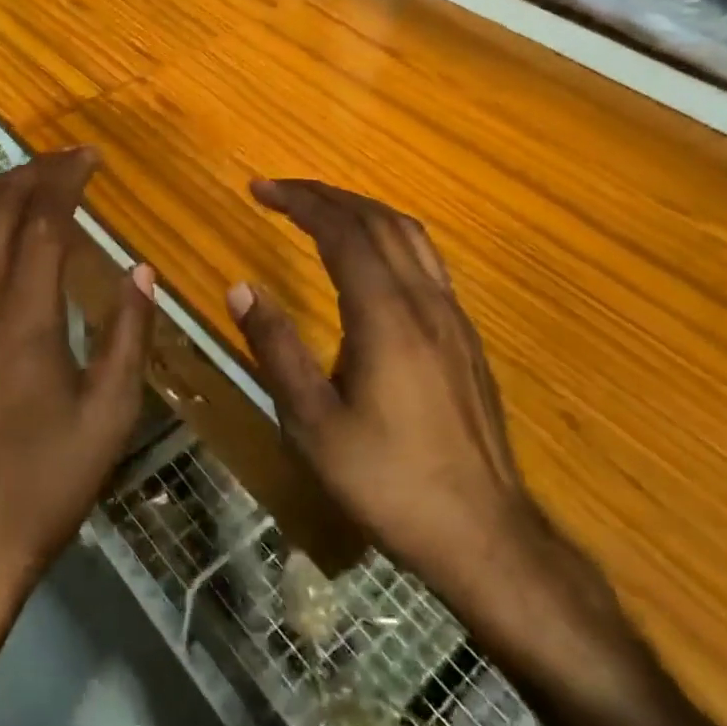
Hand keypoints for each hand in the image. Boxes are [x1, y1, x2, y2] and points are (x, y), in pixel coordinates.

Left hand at [0, 147, 155, 625]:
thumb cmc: (42, 484)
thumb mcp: (109, 416)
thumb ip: (127, 334)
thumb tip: (140, 270)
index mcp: (25, 315)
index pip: (43, 219)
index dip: (65, 179)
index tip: (89, 158)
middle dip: (30, 175)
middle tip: (61, 160)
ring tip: (19, 182)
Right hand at [227, 179, 544, 619]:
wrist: (485, 537)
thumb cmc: (388, 481)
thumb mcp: (313, 423)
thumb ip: (276, 348)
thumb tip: (240, 287)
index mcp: (385, 316)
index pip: (342, 231)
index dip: (300, 201)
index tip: (260, 188)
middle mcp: (424, 301)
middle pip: (378, 221)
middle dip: (326, 195)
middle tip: (280, 190)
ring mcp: (453, 317)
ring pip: (410, 235)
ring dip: (361, 209)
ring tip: (320, 209)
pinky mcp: (465, 337)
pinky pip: (426, 259)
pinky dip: (388, 235)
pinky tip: (371, 257)